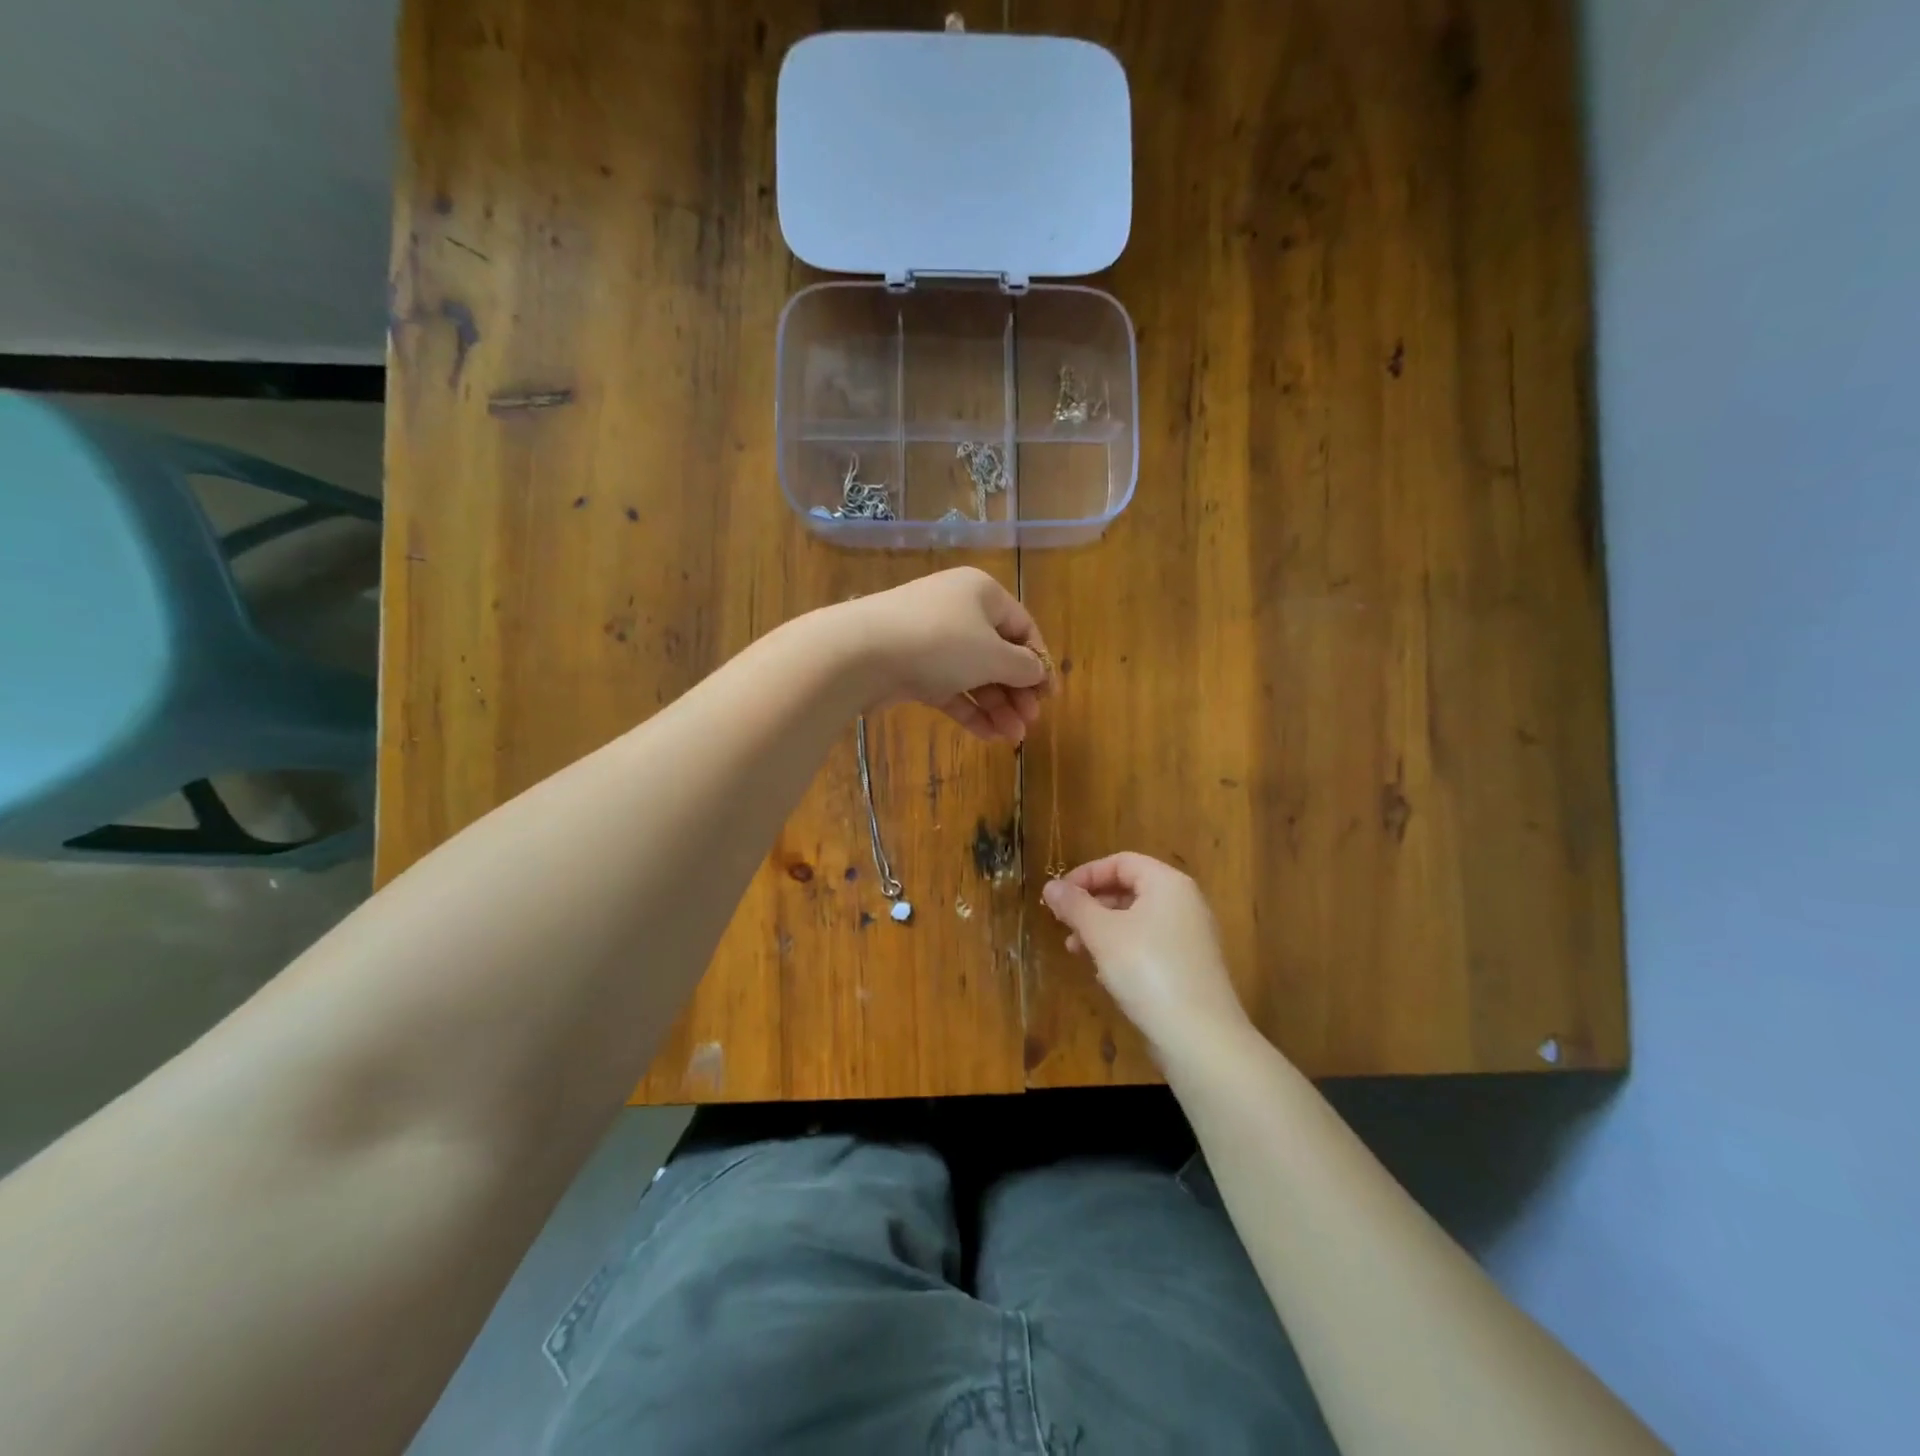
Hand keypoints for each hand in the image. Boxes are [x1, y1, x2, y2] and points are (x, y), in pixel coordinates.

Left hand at [843, 567, 1050, 742]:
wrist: (862, 652)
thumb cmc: (940, 643)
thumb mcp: (992, 654)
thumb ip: (1022, 667)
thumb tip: (1037, 672)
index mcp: (982, 594)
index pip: (1022, 627)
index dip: (1039, 662)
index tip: (1049, 696)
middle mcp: (959, 611)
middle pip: (998, 654)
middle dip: (1016, 691)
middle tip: (1029, 722)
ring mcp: (933, 641)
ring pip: (974, 675)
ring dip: (996, 706)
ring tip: (1012, 738)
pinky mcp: (913, 669)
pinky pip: (950, 689)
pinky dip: (969, 710)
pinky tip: (988, 736)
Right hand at [1041, 853, 1253, 1056]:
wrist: (1199, 1037)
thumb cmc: (1147, 970)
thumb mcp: (1102, 933)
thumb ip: (1075, 905)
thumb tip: (1050, 885)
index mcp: (1168, 884)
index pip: (1121, 862)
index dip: (1086, 874)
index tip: (1059, 896)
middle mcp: (1184, 903)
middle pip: (1130, 889)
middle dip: (1092, 905)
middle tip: (1064, 925)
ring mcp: (1191, 937)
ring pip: (1137, 920)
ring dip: (1102, 930)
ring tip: (1076, 951)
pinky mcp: (1190, 967)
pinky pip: (1150, 945)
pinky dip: (1123, 950)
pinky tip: (1104, 974)